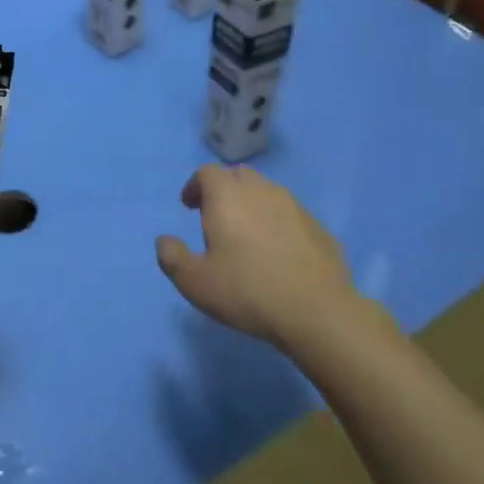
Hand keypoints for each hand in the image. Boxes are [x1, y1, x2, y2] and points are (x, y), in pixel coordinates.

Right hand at [155, 165, 366, 349]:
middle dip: (223, 190)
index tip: (189, 207)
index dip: (195, 186)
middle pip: (238, 176)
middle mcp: (261, 191)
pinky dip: (278, 223)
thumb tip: (164, 241)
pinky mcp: (318, 227)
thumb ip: (172, 258)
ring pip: (267, 193)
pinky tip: (278, 254)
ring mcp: (295, 206)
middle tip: (216, 218)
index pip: (207, 172)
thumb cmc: (247, 291)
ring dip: (252, 205)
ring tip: (247, 236)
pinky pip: (290, 215)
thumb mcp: (195, 282)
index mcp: (227, 196)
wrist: (317, 311)